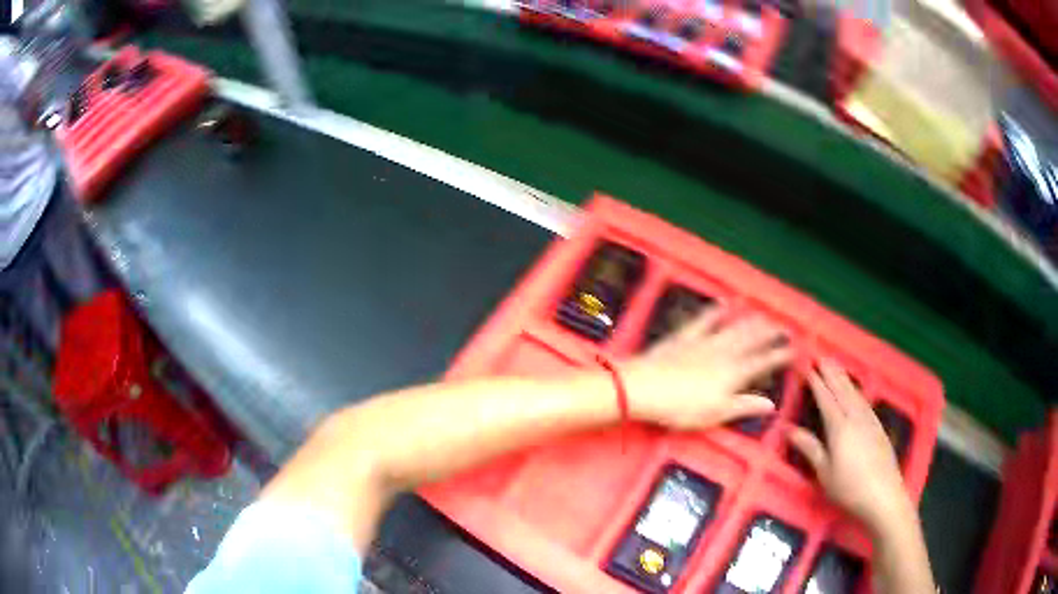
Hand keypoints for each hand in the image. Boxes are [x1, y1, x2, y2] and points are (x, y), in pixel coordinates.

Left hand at [622, 309, 792, 430]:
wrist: (644, 388)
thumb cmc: (682, 408)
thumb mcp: (717, 413)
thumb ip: (744, 405)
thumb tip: (772, 404)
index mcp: (733, 373)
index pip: (762, 362)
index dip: (778, 356)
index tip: (793, 349)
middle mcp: (723, 353)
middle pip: (750, 341)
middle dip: (769, 334)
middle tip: (784, 326)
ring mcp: (703, 342)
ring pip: (732, 329)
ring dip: (749, 321)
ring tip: (763, 315)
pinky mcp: (684, 337)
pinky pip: (703, 321)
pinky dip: (714, 312)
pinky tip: (724, 304)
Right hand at [786, 360, 914, 533]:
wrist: (883, 495)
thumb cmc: (849, 487)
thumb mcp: (824, 473)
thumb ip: (810, 448)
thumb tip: (789, 430)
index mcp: (839, 427)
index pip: (825, 398)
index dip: (816, 381)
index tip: (806, 365)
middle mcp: (855, 417)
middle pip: (842, 389)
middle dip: (831, 372)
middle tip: (821, 355)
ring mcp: (869, 420)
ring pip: (854, 393)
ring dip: (844, 377)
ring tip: (836, 365)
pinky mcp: (878, 427)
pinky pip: (864, 400)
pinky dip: (856, 390)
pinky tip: (855, 390)